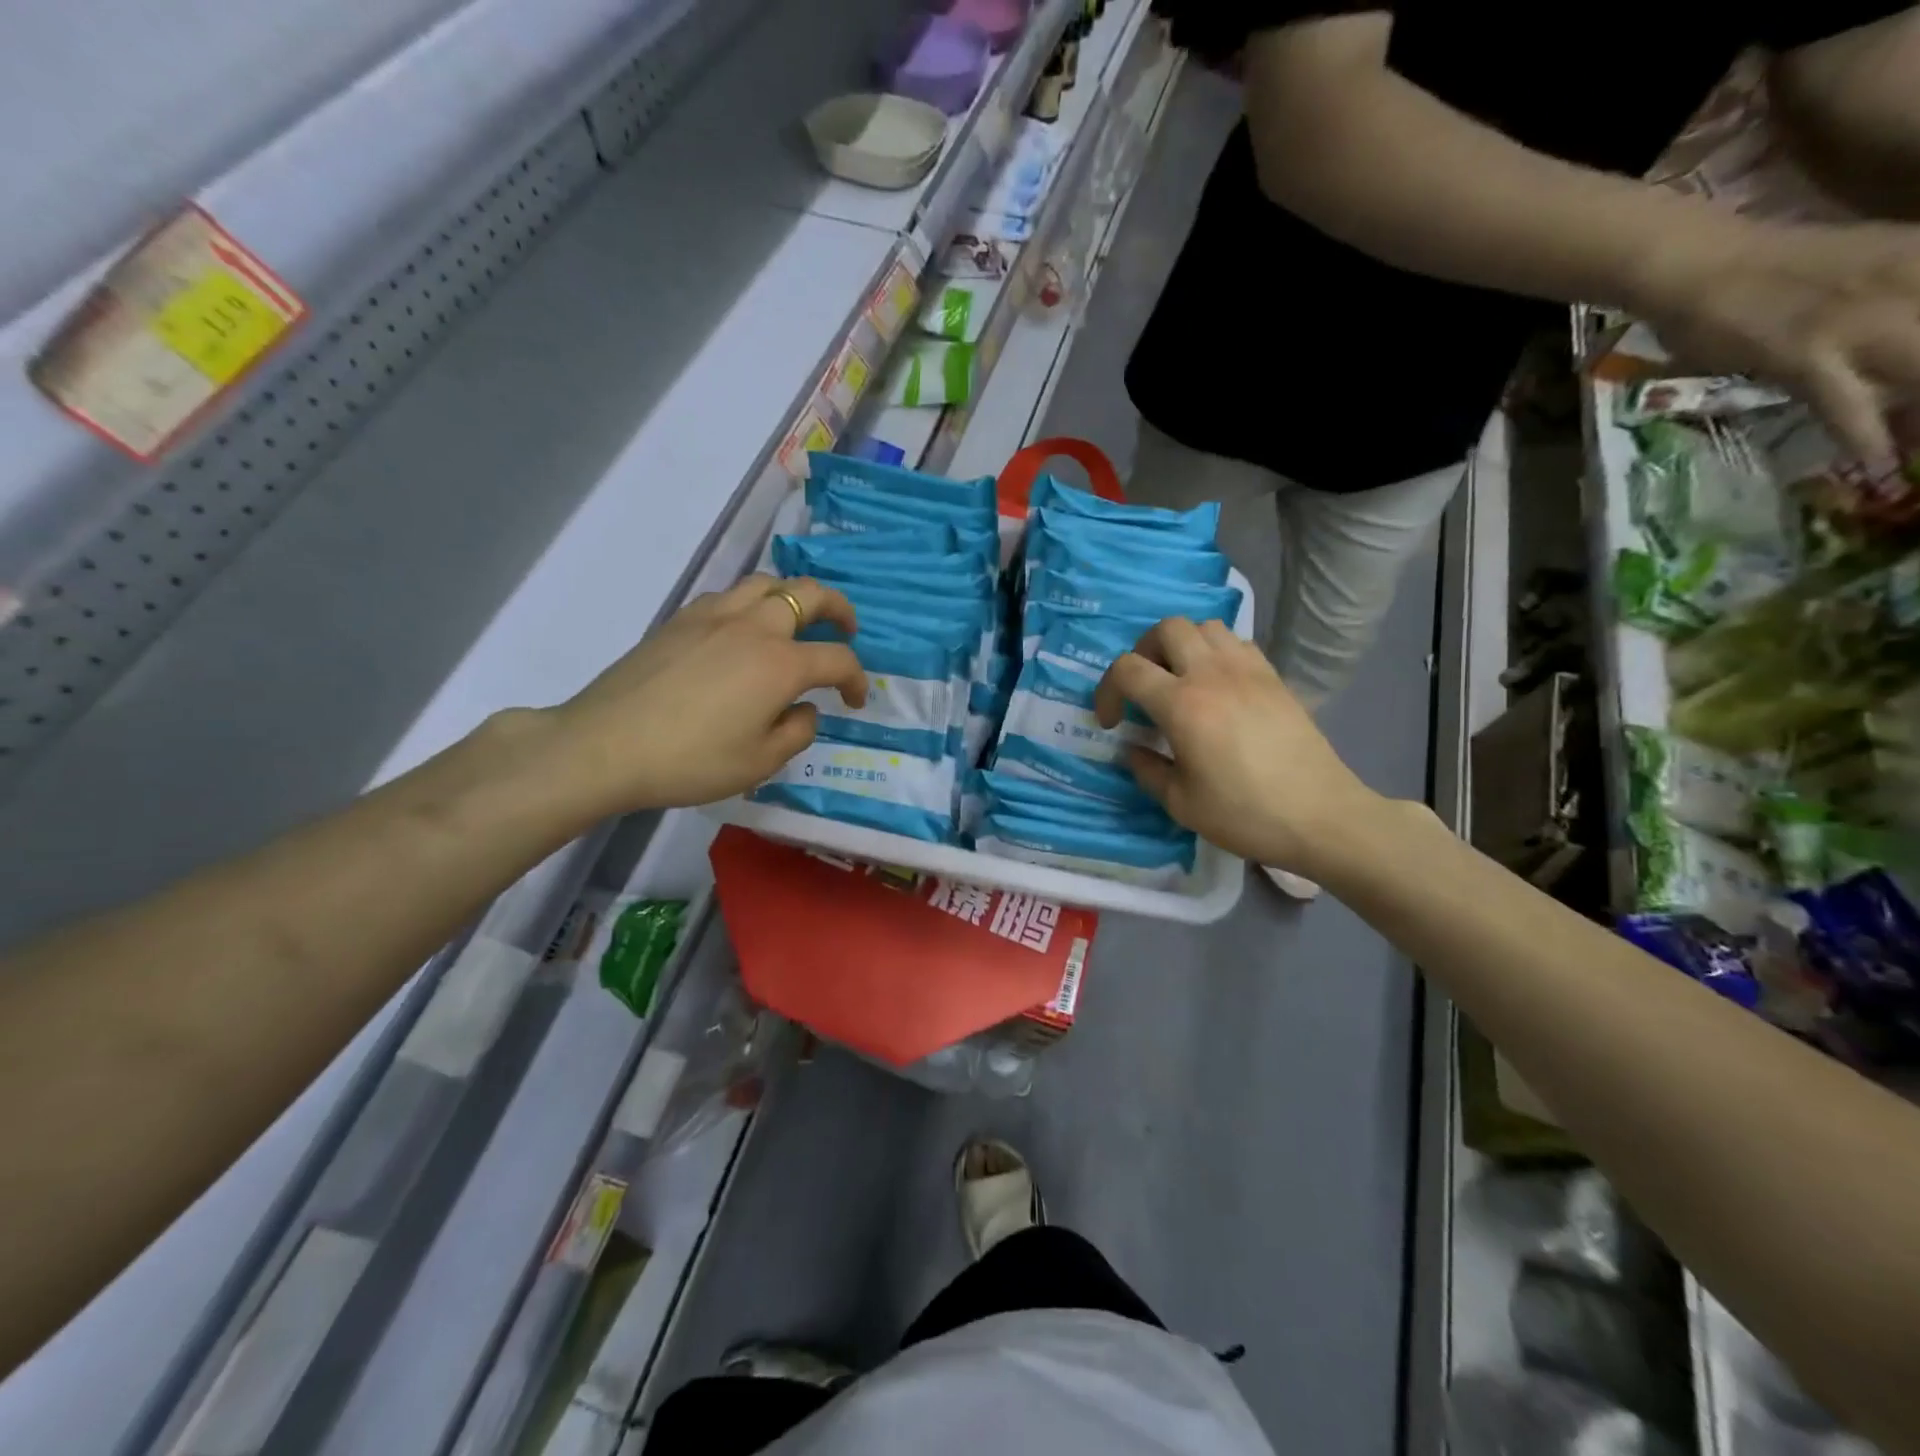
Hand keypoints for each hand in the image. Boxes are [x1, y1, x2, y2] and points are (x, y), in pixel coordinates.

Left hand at [540, 575, 867, 815]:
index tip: (856, 701)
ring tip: (796, 621)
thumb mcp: (760, 762)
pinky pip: (730, 595)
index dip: (857, 679)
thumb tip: (804, 709)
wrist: (606, 745)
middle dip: (839, 608)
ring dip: (793, 596)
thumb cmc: (691, 760)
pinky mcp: (681, 619)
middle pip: (809, 594)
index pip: (838, 659)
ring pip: (767, 583)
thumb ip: (797, 732)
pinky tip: (743, 630)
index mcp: (781, 664)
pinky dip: (752, 603)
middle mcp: (754, 627)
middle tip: (847, 629)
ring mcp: (714, 616)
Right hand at [1093, 618, 1377, 875]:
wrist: (1320, 816)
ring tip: (1180, 680)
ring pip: (1205, 627)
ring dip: (1182, 646)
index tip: (1111, 722)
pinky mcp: (1274, 677)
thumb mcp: (1180, 803)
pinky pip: (1236, 643)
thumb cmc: (1244, 814)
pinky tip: (1217, 686)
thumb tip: (1134, 749)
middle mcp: (1212, 674)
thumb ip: (1147, 770)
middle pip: (1167, 628)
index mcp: (1182, 705)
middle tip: (1143, 687)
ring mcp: (1247, 670)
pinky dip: (1216, 653)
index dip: (1107, 690)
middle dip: (1143, 652)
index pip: (1127, 669)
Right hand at [1633, 217, 1919, 468]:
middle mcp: (1912, 284)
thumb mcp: (1872, 259)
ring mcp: (1858, 322)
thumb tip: (1913, 339)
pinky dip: (1862, 434)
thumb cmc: (1771, 265)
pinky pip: (1846, 403)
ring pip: (1918, 374)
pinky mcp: (1805, 355)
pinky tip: (1875, 458)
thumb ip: (1906, 288)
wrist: (1700, 268)